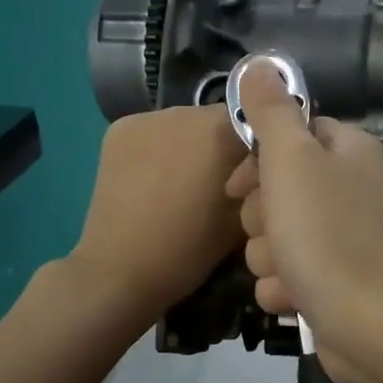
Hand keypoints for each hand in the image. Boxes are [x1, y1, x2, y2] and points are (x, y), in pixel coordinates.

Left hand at [70, 104, 246, 324]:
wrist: (119, 271)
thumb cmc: (189, 250)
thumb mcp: (242, 220)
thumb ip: (259, 183)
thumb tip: (264, 167)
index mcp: (220, 131)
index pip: (257, 120)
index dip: (260, 147)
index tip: (256, 175)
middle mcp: (184, 112)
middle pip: (218, 119)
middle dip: (224, 144)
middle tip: (222, 182)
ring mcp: (146, 117)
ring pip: (185, 124)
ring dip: (192, 144)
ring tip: (186, 183)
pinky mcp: (118, 129)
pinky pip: (154, 130)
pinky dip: (161, 147)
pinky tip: (156, 178)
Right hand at [225, 62, 382, 382]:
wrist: (365, 322)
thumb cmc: (325, 232)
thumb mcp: (292, 160)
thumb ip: (271, 112)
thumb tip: (260, 65)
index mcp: (350, 152)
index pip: (293, 136)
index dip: (259, 159)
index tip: (237, 184)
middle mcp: (352, 191)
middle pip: (280, 189)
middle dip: (262, 217)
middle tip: (273, 230)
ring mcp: (345, 240)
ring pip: (277, 237)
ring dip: (269, 256)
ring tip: (287, 270)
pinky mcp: (335, 282)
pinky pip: (289, 275)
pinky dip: (285, 287)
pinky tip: (294, 297)